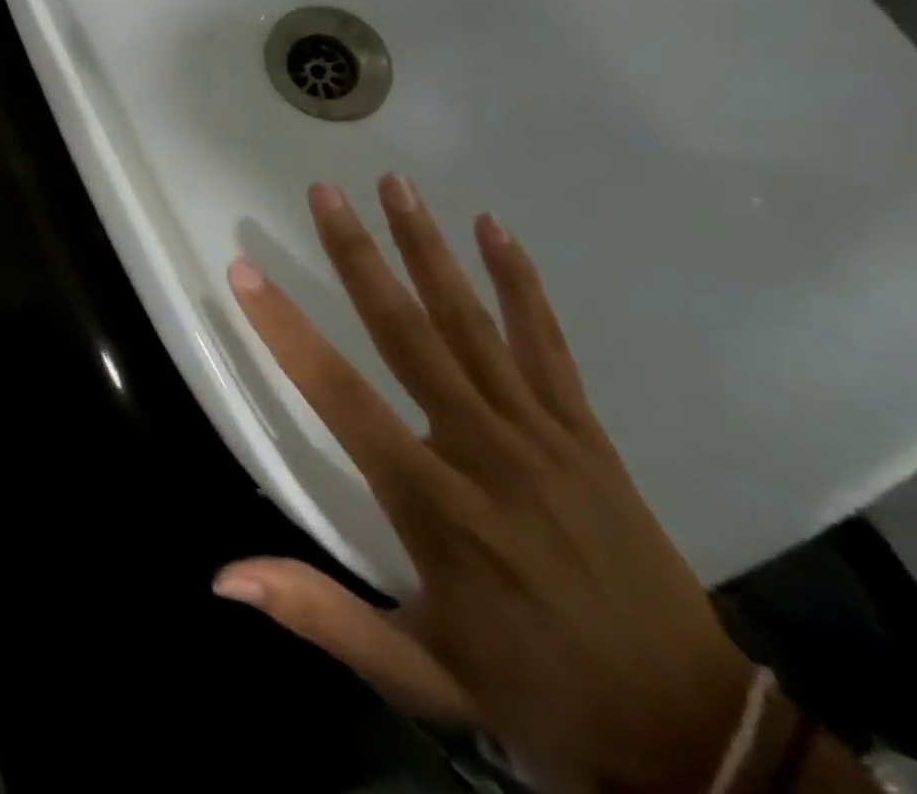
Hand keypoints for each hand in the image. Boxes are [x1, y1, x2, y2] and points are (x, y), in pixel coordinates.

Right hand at [216, 177, 753, 791]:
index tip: (244, 270)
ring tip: (396, 185)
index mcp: (432, 502)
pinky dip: (520, 283)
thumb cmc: (531, 689)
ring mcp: (540, 433)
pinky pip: (547, 344)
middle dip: (358, 256)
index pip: (339, 395)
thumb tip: (225, 578)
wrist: (693, 734)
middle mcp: (482, 448)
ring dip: (429, 248)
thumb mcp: (418, 672)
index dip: (285, 330)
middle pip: (406, 332)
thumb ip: (320, 614)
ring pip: (472, 322)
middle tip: (324, 193)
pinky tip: (494, 229)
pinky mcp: (585, 432)